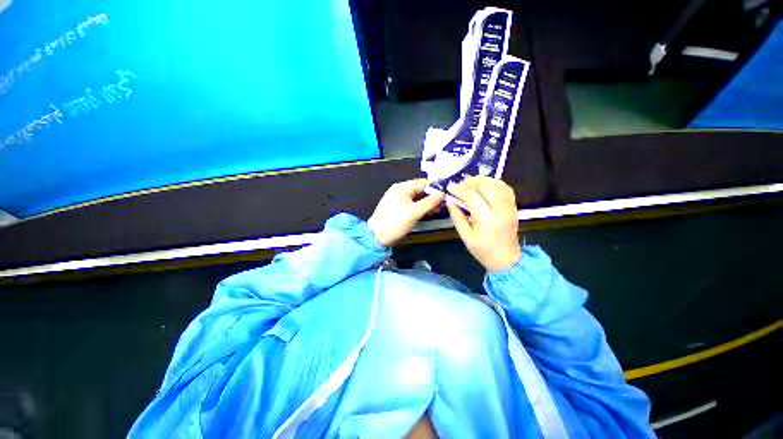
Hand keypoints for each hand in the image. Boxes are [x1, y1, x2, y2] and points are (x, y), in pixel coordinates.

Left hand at [368, 179, 444, 246]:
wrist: (377, 237)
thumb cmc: (395, 223)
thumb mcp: (414, 212)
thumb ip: (430, 202)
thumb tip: (442, 193)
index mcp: (402, 187)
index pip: (423, 183)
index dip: (435, 188)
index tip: (446, 195)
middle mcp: (400, 190)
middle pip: (420, 190)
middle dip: (432, 196)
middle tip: (443, 204)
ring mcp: (398, 199)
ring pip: (417, 197)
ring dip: (427, 203)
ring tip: (438, 209)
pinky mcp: (398, 207)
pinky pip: (412, 203)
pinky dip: (420, 207)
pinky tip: (428, 212)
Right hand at [446, 177, 520, 271]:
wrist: (506, 259)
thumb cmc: (483, 250)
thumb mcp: (465, 236)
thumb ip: (456, 216)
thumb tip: (450, 201)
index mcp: (487, 219)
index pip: (472, 197)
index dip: (459, 189)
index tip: (449, 187)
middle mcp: (501, 210)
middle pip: (487, 186)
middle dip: (471, 182)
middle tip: (460, 185)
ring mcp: (510, 207)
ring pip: (497, 184)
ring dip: (482, 181)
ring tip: (470, 185)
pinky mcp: (513, 206)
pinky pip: (505, 188)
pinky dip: (493, 183)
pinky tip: (483, 187)